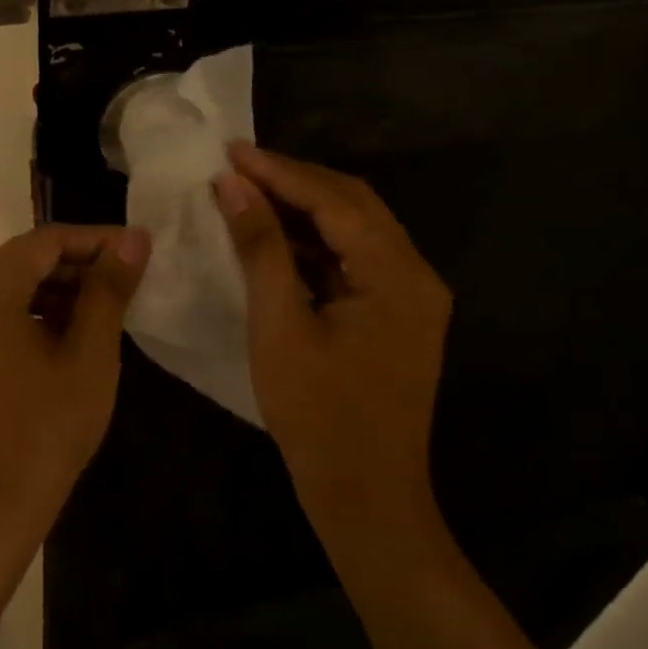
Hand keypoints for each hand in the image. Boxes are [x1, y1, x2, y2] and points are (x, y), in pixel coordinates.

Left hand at [0, 225, 151, 567]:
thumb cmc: (44, 431)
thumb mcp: (89, 356)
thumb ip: (109, 290)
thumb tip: (134, 239)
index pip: (45, 240)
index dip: (96, 240)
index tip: (139, 251)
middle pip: (23, 261)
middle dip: (77, 265)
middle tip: (127, 282)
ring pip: (10, 290)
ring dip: (57, 292)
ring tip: (105, 312)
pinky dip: (34, 317)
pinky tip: (69, 341)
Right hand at [213, 142, 452, 540]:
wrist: (366, 498)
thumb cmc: (318, 416)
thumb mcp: (279, 327)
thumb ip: (261, 249)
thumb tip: (234, 186)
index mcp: (397, 275)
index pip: (335, 200)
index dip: (280, 171)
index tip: (231, 150)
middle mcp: (416, 275)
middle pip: (353, 205)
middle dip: (294, 181)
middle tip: (237, 165)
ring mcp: (410, 296)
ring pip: (354, 230)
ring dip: (304, 209)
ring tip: (249, 190)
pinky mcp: (396, 315)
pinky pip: (353, 260)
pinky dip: (315, 243)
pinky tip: (275, 237)